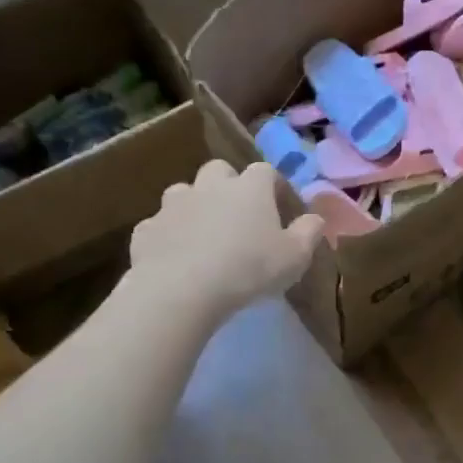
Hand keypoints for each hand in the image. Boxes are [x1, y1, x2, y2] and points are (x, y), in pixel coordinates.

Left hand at [128, 160, 325, 319]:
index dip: (273, 185)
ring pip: (183, 192)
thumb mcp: (295, 256)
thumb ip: (309, 233)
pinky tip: (174, 256)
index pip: (265, 171)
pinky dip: (167, 234)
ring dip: (194, 205)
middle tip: (238, 213)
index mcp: (250, 187)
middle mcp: (211, 186)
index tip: (279, 205)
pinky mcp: (146, 230)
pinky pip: (159, 225)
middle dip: (228, 185)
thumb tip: (316, 218)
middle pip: (219, 170)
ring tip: (203, 233)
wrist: (180, 291)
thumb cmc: (248, 269)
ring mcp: (173, 205)